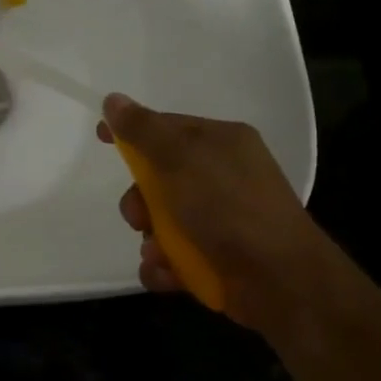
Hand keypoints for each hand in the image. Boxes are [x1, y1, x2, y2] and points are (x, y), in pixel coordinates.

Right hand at [98, 94, 321, 321]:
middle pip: (159, 178)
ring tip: (158, 252)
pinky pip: (174, 255)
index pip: (167, 126)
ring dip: (151, 238)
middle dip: (139, 200)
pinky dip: (165, 265)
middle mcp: (223, 176)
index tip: (100, 137)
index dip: (132, 131)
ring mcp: (222, 219)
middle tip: (139, 216)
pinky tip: (167, 271)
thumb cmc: (228, 207)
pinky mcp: (217, 257)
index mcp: (222, 142)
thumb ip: (143, 130)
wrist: (280, 280)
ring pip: (162, 221)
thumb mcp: (180, 158)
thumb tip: (113, 100)